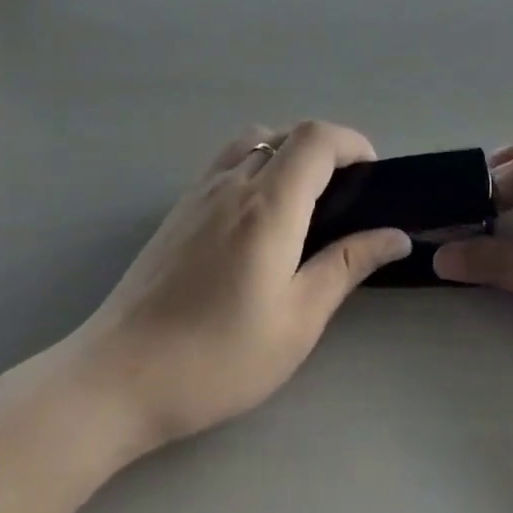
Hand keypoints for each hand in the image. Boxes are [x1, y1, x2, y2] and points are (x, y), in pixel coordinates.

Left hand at [75, 121, 411, 452]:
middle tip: (344, 199)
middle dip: (326, 150)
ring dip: (287, 153)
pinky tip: (257, 222)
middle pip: (286, 133)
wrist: (116, 379)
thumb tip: (395, 236)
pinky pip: (226, 163)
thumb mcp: (297, 321)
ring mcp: (198, 194)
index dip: (352, 142)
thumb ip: (346, 266)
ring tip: (303, 205)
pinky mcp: (177, 211)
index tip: (372, 177)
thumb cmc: (217, 358)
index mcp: (268, 206)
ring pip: (253, 142)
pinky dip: (256, 167)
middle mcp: (232, 184)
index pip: (315, 138)